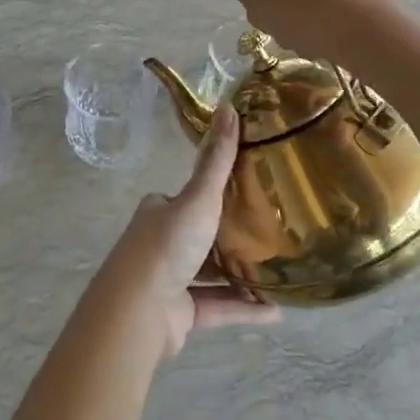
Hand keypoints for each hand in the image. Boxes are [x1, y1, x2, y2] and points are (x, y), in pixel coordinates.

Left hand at [105, 106, 277, 357]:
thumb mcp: (198, 197)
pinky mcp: (181, 314)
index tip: (250, 192)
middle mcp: (162, 243)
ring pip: (213, 273)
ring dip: (243, 275)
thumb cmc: (167, 245)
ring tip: (280, 271)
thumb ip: (217, 160)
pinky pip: (220, 306)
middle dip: (233, 235)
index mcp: (160, 212)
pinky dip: (245, 307)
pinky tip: (276, 311)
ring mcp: (171, 280)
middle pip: (203, 235)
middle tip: (273, 232)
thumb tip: (228, 106)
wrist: (138, 311)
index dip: (214, 193)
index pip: (188, 197)